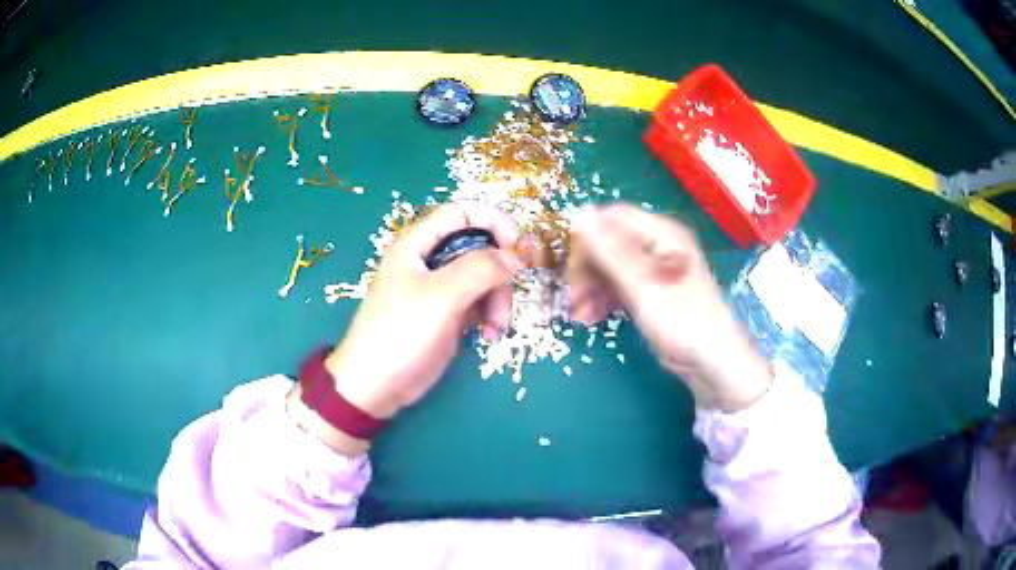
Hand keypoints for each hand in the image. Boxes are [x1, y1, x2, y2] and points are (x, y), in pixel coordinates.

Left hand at [325, 202, 521, 419]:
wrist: (376, 386)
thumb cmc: (400, 333)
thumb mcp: (441, 296)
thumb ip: (480, 269)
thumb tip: (516, 255)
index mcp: (419, 243)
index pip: (463, 212)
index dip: (494, 222)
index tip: (519, 246)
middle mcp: (431, 260)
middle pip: (481, 247)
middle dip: (500, 272)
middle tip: (508, 296)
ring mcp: (440, 288)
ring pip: (485, 278)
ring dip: (499, 299)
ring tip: (496, 327)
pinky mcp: (448, 314)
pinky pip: (480, 303)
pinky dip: (490, 316)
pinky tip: (489, 336)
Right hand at [567, 204, 770, 411]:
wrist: (710, 361)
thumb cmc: (682, 319)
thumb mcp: (642, 284)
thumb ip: (610, 249)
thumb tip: (580, 212)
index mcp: (661, 232)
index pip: (611, 219)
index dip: (587, 239)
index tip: (571, 267)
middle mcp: (656, 244)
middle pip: (607, 242)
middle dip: (587, 270)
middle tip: (573, 298)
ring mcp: (653, 268)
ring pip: (609, 266)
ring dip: (591, 287)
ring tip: (580, 315)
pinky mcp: (649, 290)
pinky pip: (618, 284)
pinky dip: (603, 298)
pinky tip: (591, 317)